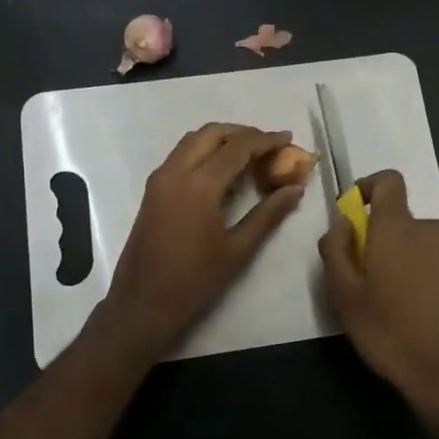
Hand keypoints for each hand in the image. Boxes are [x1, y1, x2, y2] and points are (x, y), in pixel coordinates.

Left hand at [98, 123, 306, 358]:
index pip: (237, 148)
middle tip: (269, 145)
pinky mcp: (153, 189)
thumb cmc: (194, 281)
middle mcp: (175, 172)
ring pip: (193, 140)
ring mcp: (160, 179)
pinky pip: (181, 155)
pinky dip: (205, 152)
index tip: (288, 138)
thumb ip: (268, 214)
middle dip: (243, 133)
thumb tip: (295, 189)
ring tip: (250, 155)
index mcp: (198, 185)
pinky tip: (224, 173)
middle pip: (212, 133)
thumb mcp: (238, 249)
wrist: (143, 304)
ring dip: (222, 140)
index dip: (266, 140)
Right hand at [318, 170, 438, 434]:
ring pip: (408, 238)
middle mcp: (427, 229)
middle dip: (373, 233)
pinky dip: (407, 268)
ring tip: (375, 294)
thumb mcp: (343, 291)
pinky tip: (398, 304)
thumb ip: (336, 248)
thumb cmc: (386, 327)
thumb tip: (342, 223)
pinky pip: (422, 256)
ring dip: (390, 253)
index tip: (350, 216)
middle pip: (395, 215)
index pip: (389, 180)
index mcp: (398, 226)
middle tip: (355, 272)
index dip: (366, 187)